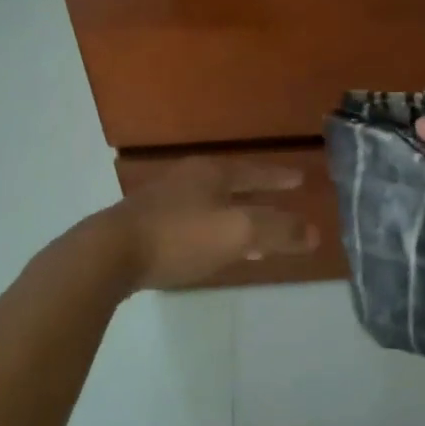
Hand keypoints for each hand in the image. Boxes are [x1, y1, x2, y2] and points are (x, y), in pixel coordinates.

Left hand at [109, 157, 317, 290]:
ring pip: (213, 206)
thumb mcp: (238, 232)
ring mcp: (165, 201)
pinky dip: (215, 233)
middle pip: (234, 185)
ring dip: (237, 218)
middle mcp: (189, 179)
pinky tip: (214, 252)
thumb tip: (314, 232)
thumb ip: (278, 230)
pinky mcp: (147, 225)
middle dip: (259, 196)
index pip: (256, 171)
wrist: (110, 254)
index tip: (301, 179)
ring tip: (256, 239)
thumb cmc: (180, 236)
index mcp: (212, 172)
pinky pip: (194, 224)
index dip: (279, 177)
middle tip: (283, 203)